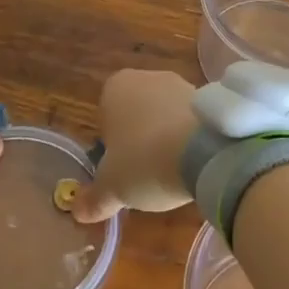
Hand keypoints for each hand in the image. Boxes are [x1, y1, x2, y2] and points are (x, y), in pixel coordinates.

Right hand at [69, 69, 198, 223]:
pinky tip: (195, 162)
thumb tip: (78, 211)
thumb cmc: (145, 161)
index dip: (111, 142)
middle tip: (144, 170)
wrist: (206, 151)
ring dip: (167, 135)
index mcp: (116, 87)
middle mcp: (148, 76)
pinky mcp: (211, 98)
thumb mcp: (112, 187)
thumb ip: (94, 198)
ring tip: (172, 169)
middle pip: (137, 110)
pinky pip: (192, 119)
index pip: (105, 113)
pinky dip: (191, 136)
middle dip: (140, 136)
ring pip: (166, 113)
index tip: (120, 166)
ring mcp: (182, 83)